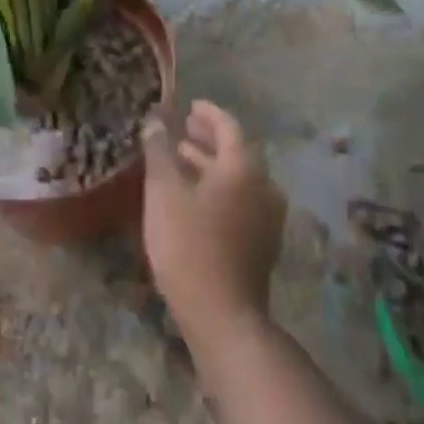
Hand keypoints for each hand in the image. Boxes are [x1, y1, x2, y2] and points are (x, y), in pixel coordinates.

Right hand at [142, 100, 285, 344]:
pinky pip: (241, 201)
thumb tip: (156, 120)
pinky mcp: (263, 243)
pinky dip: (219, 189)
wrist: (224, 317)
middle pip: (236, 152)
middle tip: (183, 131)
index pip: (228, 126)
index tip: (190, 106)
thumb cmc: (190, 246)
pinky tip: (195, 199)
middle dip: (208, 139)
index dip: (208, 113)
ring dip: (211, 166)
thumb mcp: (164, 193)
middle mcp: (263, 186)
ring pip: (238, 179)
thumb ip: (159, 151)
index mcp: (243, 167)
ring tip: (181, 161)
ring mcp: (268, 217)